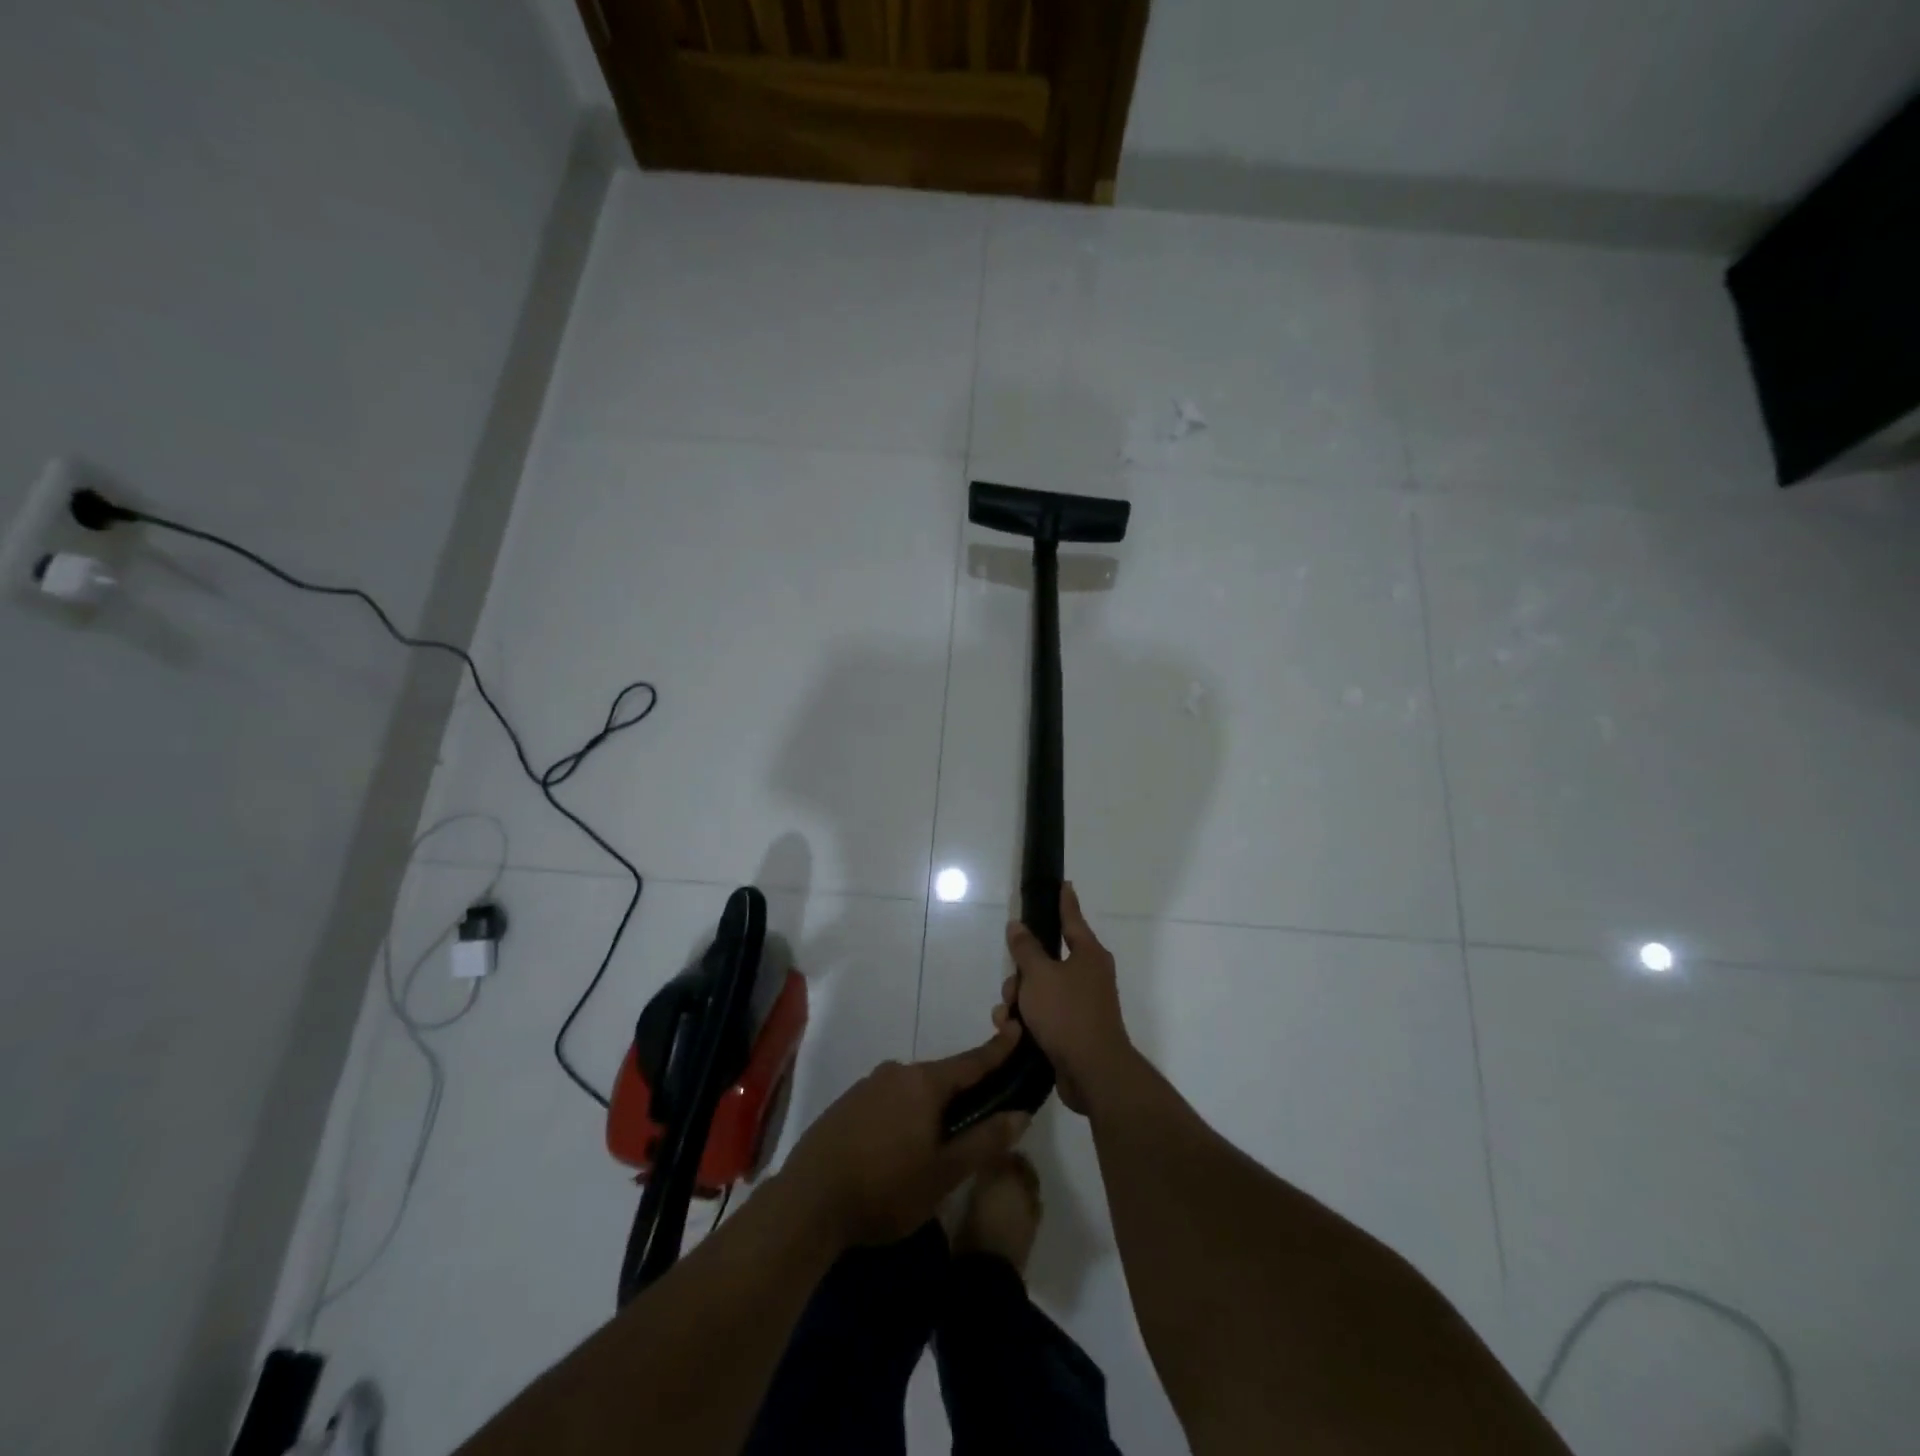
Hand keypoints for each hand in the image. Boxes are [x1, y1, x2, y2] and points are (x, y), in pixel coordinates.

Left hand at [780, 1030, 1030, 1247]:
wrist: (808, 1202)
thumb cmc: (885, 1188)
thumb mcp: (944, 1174)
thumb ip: (984, 1141)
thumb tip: (1020, 1113)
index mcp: (924, 1083)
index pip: (971, 1061)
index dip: (997, 1049)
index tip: (1016, 1029)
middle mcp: (896, 1072)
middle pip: (941, 1077)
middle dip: (961, 1093)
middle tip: (978, 1121)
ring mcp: (867, 1086)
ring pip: (912, 1091)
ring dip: (929, 1109)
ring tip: (935, 1146)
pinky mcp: (846, 1104)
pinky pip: (887, 1101)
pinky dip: (902, 1116)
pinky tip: (898, 1149)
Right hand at [995, 883, 1136, 1113]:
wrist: (1092, 1072)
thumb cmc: (1068, 1014)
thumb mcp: (1039, 975)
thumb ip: (1026, 949)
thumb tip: (1018, 925)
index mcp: (1088, 954)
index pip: (1072, 919)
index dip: (1064, 901)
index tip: (1063, 884)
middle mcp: (1089, 975)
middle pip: (1046, 960)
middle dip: (1022, 973)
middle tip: (1012, 986)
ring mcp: (1082, 1004)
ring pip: (1040, 989)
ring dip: (1019, 999)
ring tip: (1008, 1016)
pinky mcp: (1072, 1030)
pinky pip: (1043, 1014)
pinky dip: (1026, 1019)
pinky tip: (1011, 1032)